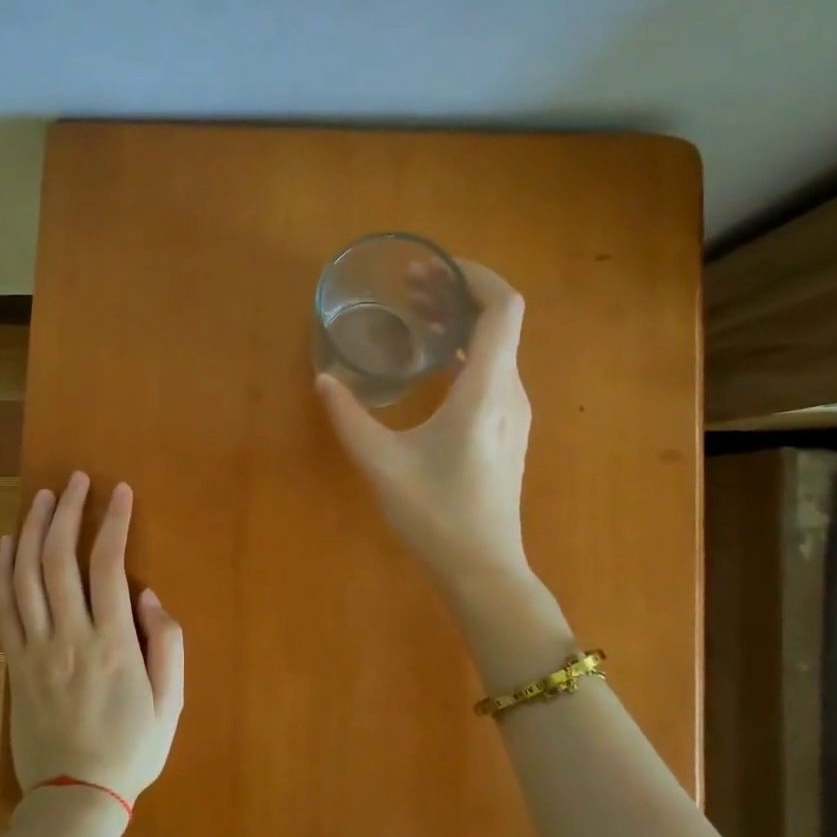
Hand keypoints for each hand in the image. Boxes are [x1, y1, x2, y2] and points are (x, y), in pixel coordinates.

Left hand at [0, 471, 184, 810]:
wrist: (74, 799)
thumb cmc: (132, 750)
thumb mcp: (171, 703)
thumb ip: (168, 644)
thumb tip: (149, 595)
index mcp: (113, 643)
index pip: (108, 565)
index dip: (113, 521)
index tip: (119, 490)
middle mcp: (69, 636)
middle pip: (60, 559)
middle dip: (68, 512)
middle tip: (75, 480)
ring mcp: (36, 649)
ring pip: (27, 576)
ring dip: (33, 530)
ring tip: (43, 497)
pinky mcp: (15, 664)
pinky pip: (4, 609)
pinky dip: (3, 571)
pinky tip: (8, 543)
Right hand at [317, 260, 532, 599]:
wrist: (482, 568)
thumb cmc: (436, 514)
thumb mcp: (381, 463)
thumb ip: (349, 417)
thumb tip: (323, 380)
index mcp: (486, 389)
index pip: (502, 307)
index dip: (474, 276)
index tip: (433, 268)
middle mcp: (509, 392)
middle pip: (498, 321)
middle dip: (456, 294)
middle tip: (410, 287)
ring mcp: (512, 413)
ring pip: (496, 347)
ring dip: (459, 324)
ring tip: (414, 317)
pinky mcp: (506, 430)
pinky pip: (491, 372)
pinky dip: (463, 353)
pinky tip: (429, 365)